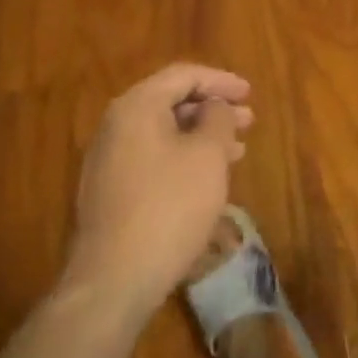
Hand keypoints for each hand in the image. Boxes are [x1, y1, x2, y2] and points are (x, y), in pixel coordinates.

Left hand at [61, 64, 253, 319]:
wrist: (112, 282)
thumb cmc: (169, 206)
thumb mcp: (208, 154)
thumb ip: (217, 118)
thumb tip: (214, 107)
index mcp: (136, 107)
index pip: (184, 76)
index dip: (221, 81)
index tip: (250, 94)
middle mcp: (115, 126)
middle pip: (170, 102)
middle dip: (213, 109)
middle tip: (248, 121)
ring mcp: (107, 162)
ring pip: (163, 133)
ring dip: (202, 136)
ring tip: (236, 151)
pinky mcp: (109, 194)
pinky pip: (152, 159)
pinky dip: (182, 158)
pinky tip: (206, 180)